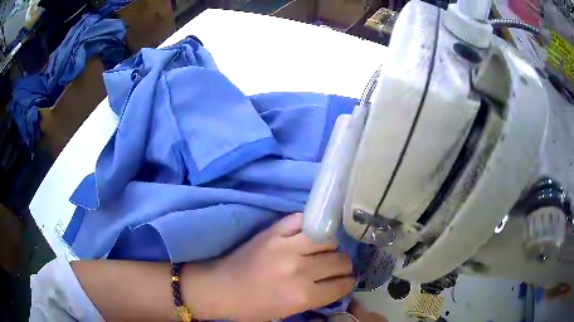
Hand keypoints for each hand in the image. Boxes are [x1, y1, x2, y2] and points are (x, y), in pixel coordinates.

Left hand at [197, 213, 354, 320]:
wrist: (220, 288)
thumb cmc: (252, 307)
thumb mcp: (289, 312)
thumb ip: (316, 298)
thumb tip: (337, 284)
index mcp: (303, 296)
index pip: (342, 285)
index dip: (348, 283)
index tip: (347, 280)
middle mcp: (300, 270)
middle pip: (339, 261)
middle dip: (343, 266)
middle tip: (338, 267)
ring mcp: (286, 247)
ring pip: (328, 239)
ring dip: (331, 246)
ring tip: (325, 251)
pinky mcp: (273, 232)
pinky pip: (302, 220)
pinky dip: (309, 226)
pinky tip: (309, 234)